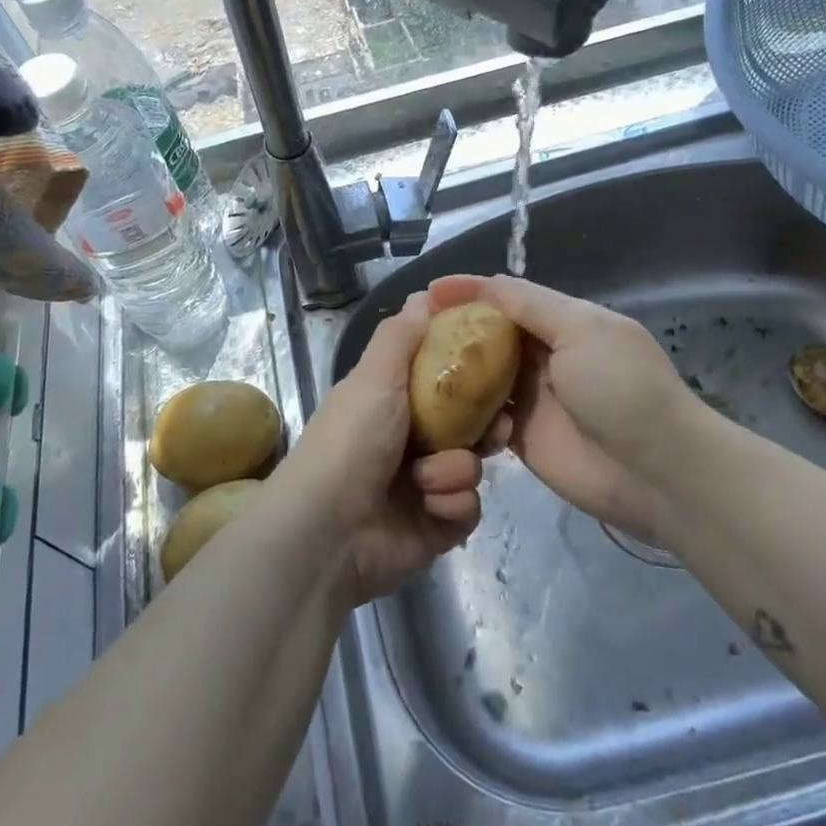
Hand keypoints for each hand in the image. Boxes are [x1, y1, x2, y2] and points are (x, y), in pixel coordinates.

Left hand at [272, 293, 486, 605]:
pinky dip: (451, 504)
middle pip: (469, 423)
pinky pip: (469, 507)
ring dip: (454, 469)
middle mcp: (410, 440)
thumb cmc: (351, 441)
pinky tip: (428, 507)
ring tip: (426, 480)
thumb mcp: (374, 376)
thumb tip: (424, 293)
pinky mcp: (436, 525)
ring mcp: (424, 485)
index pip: (444, 379)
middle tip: (497, 425)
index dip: (472, 372)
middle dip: (484, 424)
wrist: (326, 533)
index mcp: (392, 401)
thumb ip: (401, 335)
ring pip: (472, 465)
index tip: (498, 363)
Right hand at [429, 275, 697, 545]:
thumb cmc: (621, 388)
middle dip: (454, 327)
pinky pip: (485, 416)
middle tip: (410, 327)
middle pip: (490, 334)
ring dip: (454, 368)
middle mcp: (545, 354)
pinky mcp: (524, 436)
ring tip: (412, 364)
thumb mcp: (581, 330)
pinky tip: (436, 404)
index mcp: (563, 321)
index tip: (430, 291)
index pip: (507, 297)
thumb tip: (484, 283)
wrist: (658, 473)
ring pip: (483, 374)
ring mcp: (533, 397)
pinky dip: (464, 409)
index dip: (470, 290)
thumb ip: (530, 306)